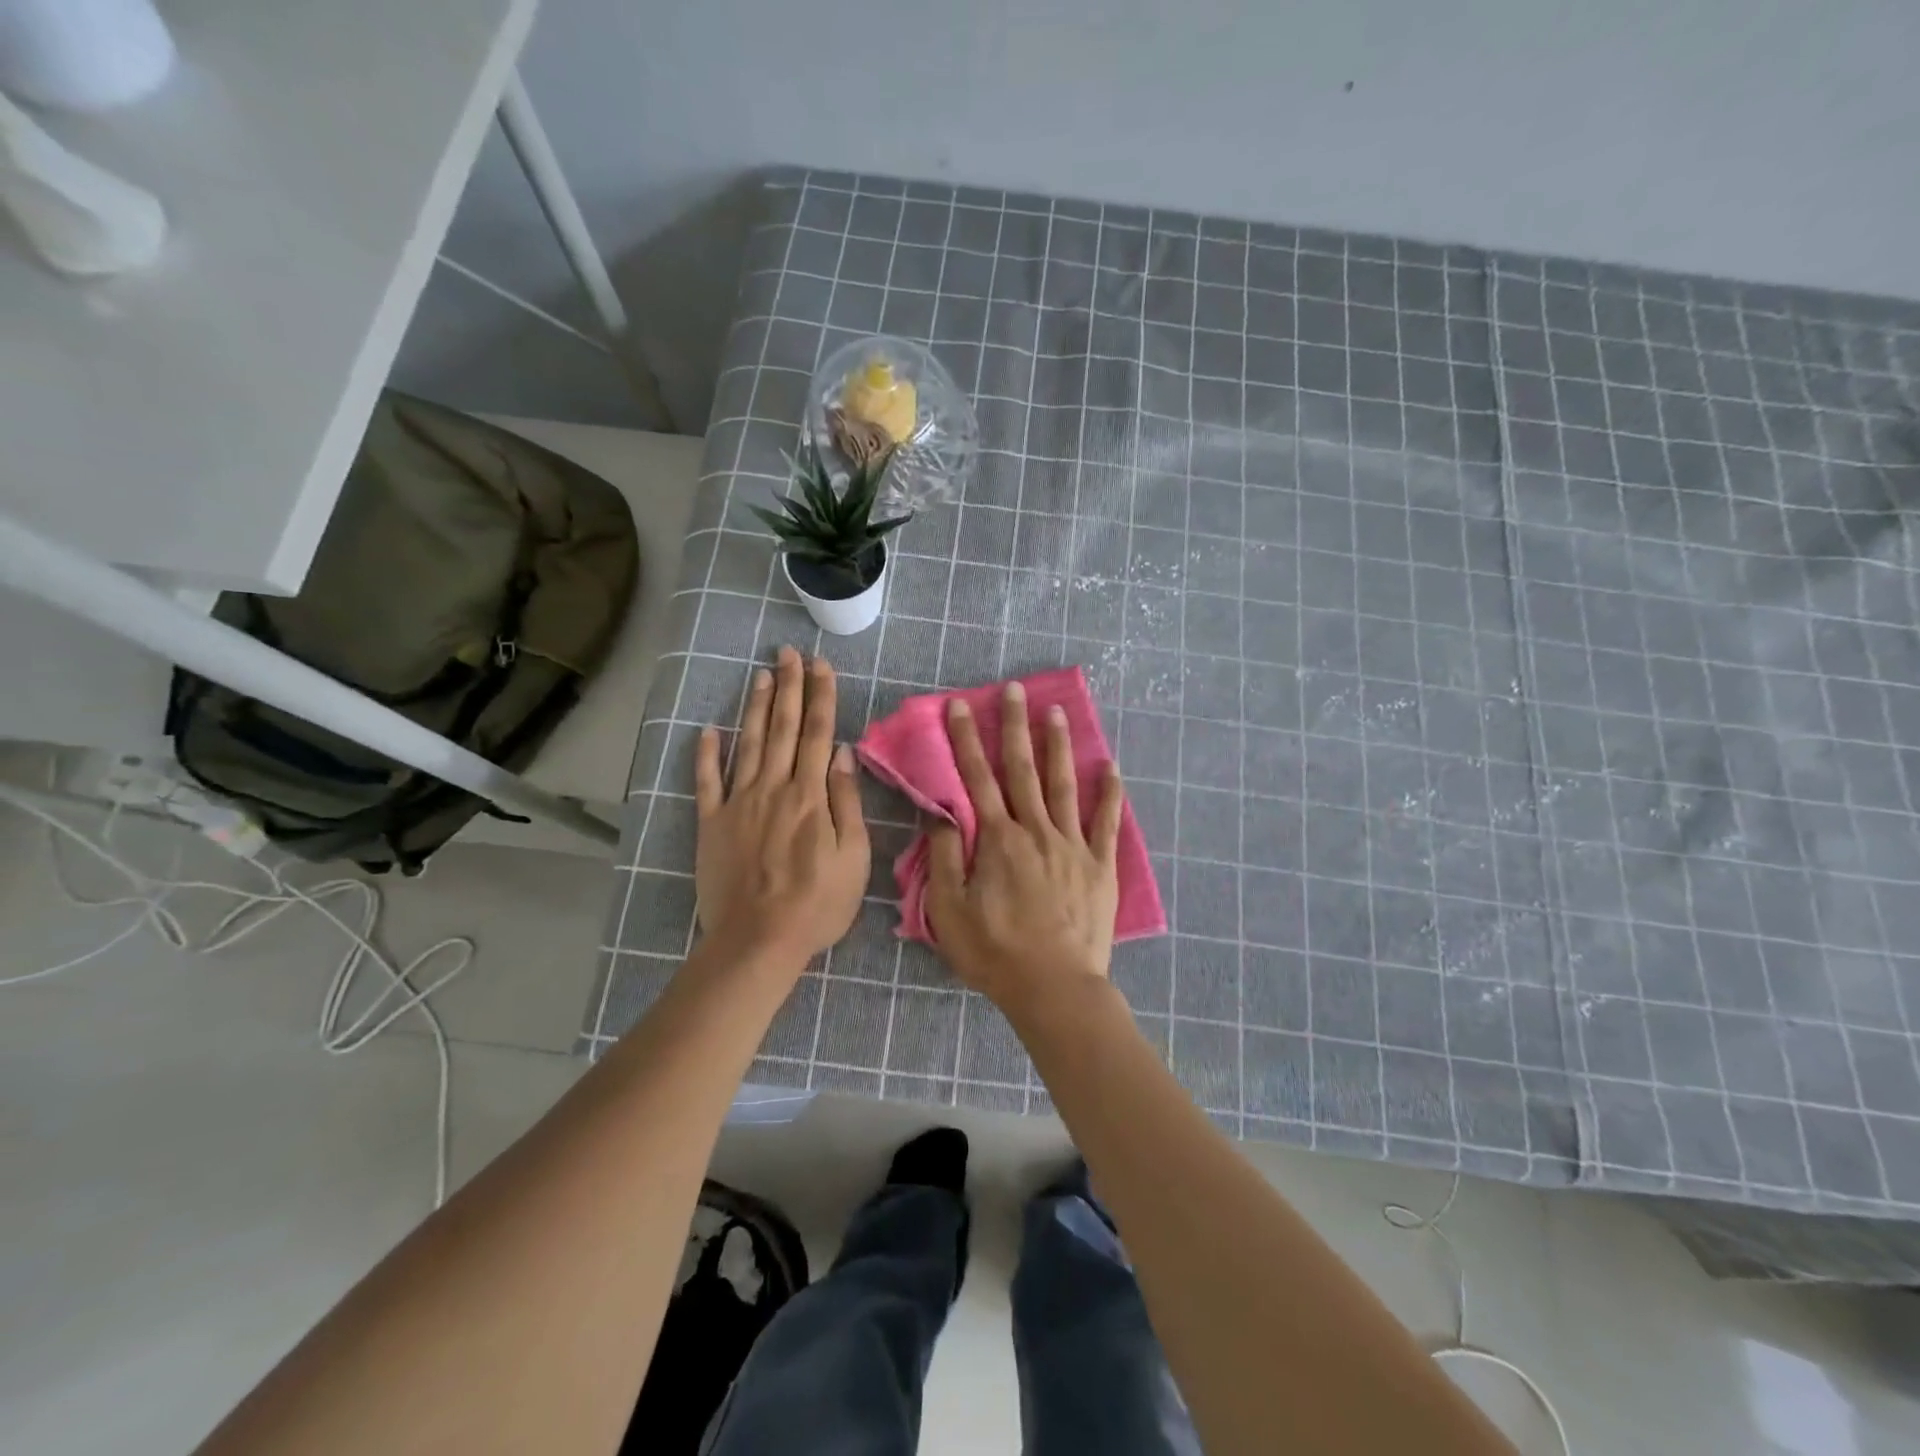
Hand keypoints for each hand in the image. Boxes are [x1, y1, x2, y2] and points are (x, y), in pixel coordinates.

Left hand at [694, 647, 868, 968]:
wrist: (758, 940)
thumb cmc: (817, 903)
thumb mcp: (854, 856)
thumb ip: (847, 802)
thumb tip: (843, 754)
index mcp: (811, 795)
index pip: (819, 734)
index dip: (821, 696)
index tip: (821, 665)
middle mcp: (774, 788)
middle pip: (784, 728)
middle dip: (788, 687)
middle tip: (787, 653)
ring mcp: (739, 803)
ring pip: (749, 744)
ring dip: (756, 708)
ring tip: (760, 675)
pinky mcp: (713, 823)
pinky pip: (707, 781)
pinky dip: (706, 754)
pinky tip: (707, 730)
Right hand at [926, 682, 1126, 1017]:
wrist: (1054, 987)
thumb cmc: (995, 952)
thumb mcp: (948, 911)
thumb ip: (944, 857)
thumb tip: (940, 813)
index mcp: (998, 840)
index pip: (976, 779)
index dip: (966, 739)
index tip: (961, 705)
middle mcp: (1036, 830)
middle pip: (1022, 769)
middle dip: (1015, 727)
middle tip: (1015, 690)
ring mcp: (1072, 845)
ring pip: (1064, 785)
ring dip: (1058, 746)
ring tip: (1057, 712)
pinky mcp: (1100, 865)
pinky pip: (1106, 822)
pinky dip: (1110, 793)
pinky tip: (1111, 766)